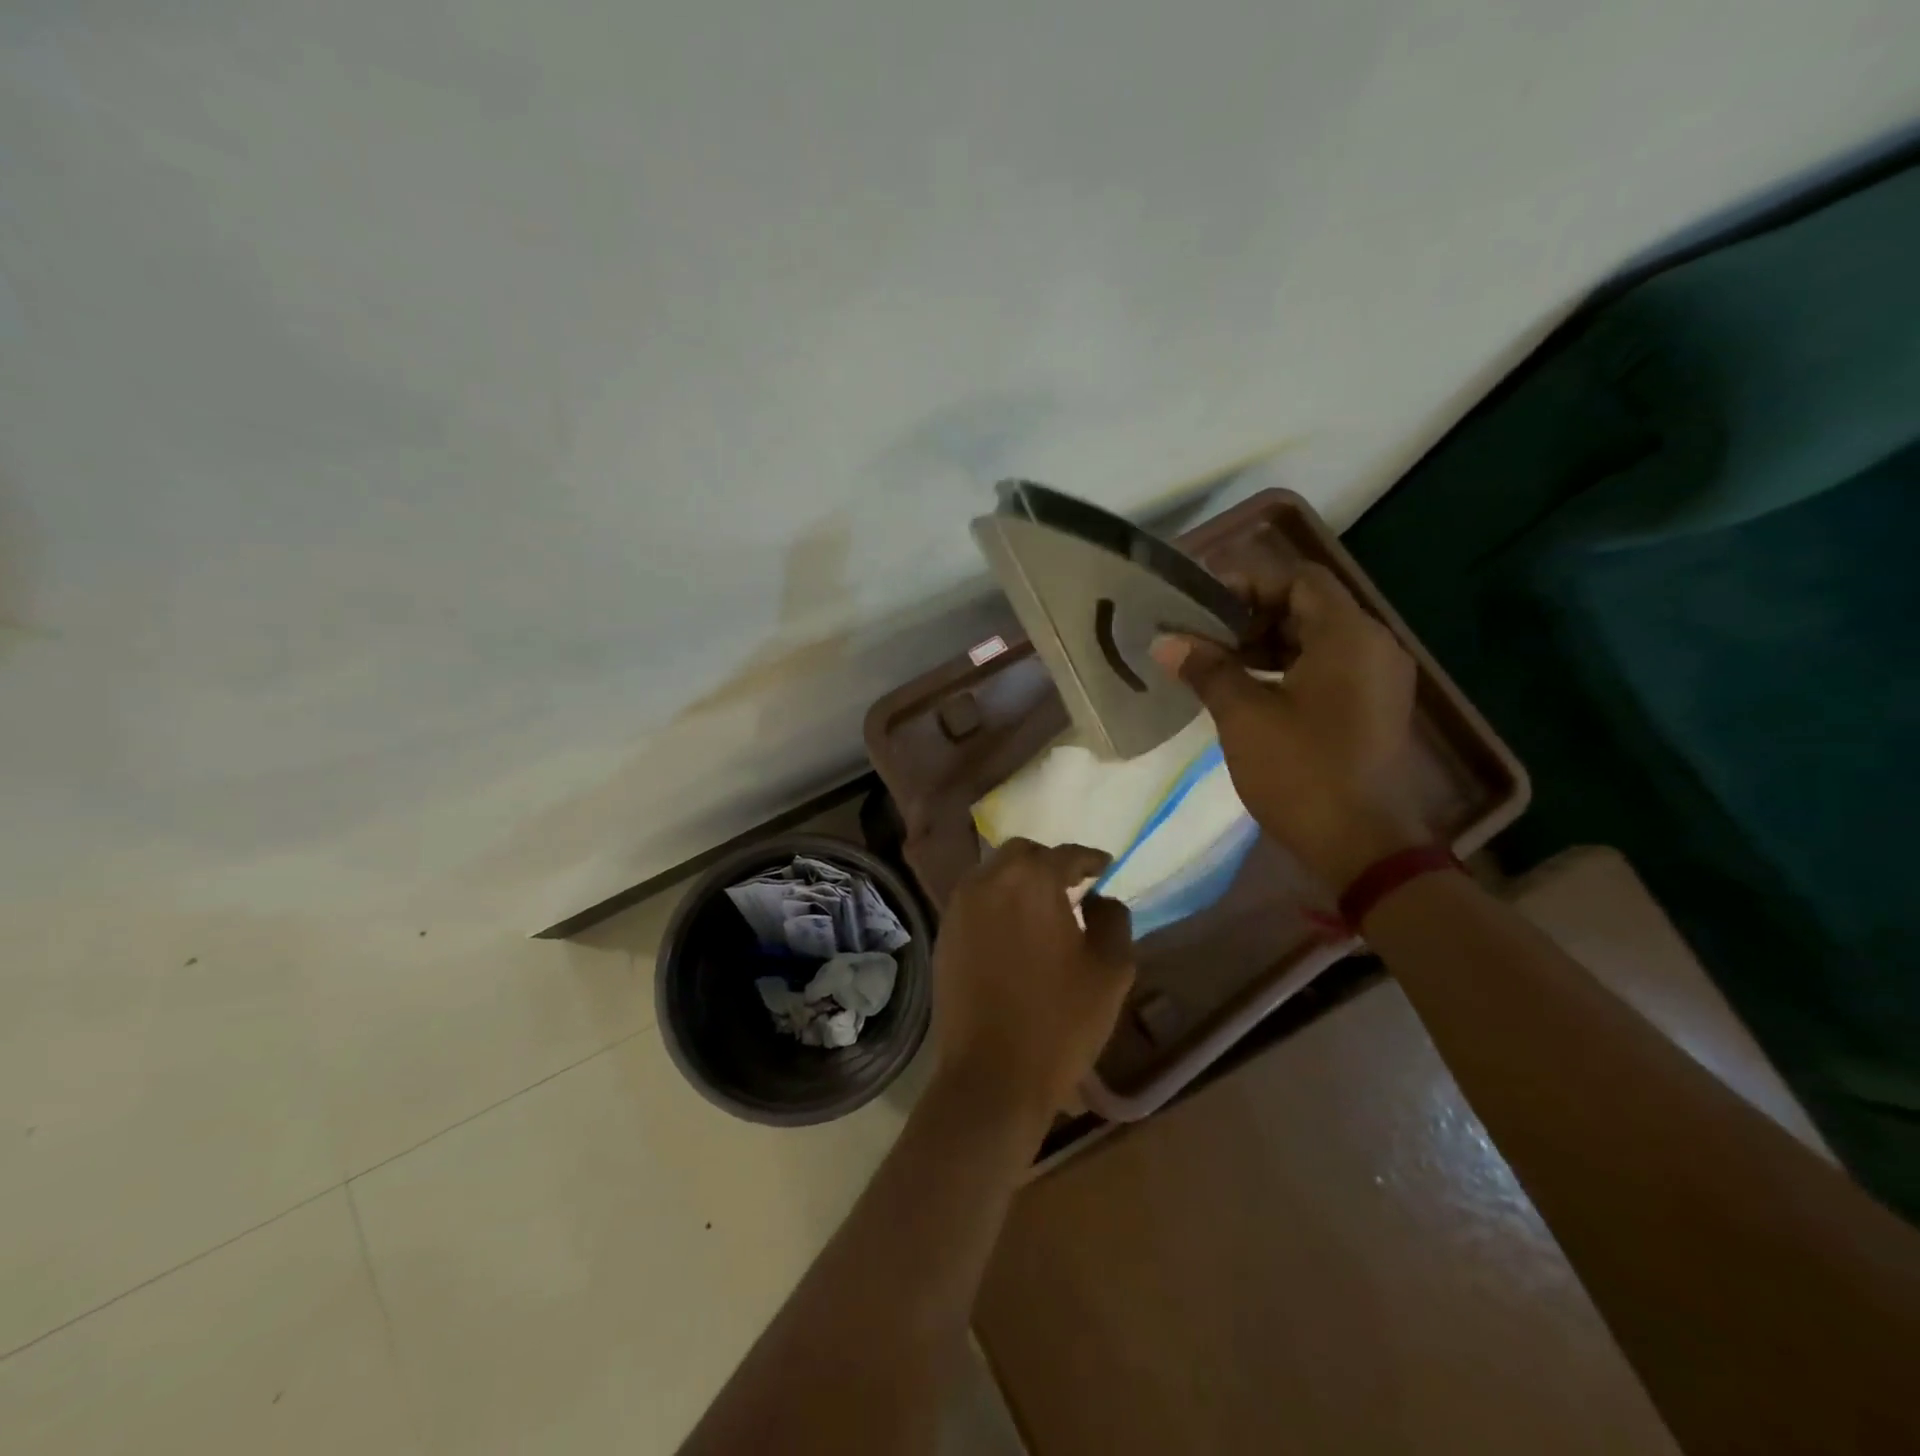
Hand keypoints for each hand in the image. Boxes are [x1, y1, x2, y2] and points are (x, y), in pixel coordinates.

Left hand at [931, 839, 1134, 1123]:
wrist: (991, 1075)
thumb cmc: (1060, 1021)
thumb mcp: (1111, 970)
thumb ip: (1113, 918)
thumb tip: (1099, 898)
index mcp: (1033, 880)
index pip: (1068, 855)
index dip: (1091, 861)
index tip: (1105, 870)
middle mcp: (989, 880)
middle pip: (1023, 854)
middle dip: (1049, 864)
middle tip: (1071, 887)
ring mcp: (959, 906)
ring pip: (993, 874)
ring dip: (1019, 881)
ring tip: (1041, 909)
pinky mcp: (943, 933)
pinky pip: (974, 902)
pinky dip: (996, 903)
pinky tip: (1012, 931)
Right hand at [1151, 555, 1426, 888]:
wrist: (1362, 847)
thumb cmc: (1302, 772)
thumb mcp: (1244, 716)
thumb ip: (1206, 669)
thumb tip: (1165, 642)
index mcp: (1349, 636)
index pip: (1298, 579)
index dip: (1247, 581)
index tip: (1200, 601)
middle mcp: (1373, 646)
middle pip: (1308, 607)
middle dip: (1250, 614)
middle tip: (1200, 632)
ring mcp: (1376, 679)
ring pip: (1315, 640)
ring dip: (1264, 643)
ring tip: (1213, 660)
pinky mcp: (1370, 708)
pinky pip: (1326, 669)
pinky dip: (1285, 668)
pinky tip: (1244, 688)